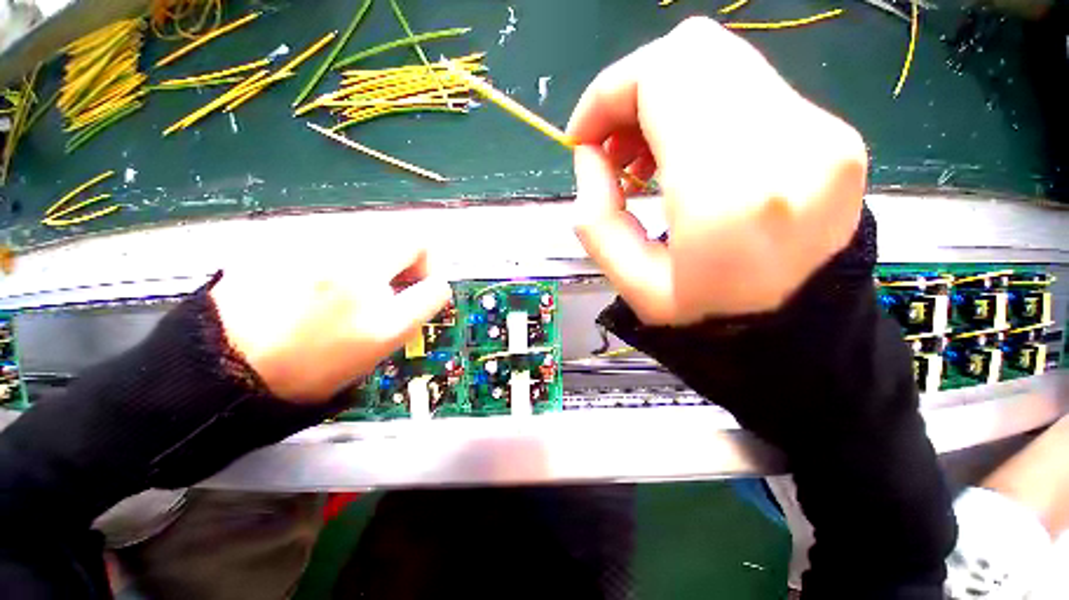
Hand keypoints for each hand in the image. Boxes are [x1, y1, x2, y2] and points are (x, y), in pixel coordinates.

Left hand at [210, 243, 451, 402]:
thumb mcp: (380, 345)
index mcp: (374, 302)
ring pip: (369, 233)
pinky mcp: (282, 239)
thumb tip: (429, 282)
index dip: (432, 275)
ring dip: (375, 257)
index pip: (429, 268)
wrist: (226, 368)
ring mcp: (310, 245)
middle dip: (409, 260)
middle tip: (390, 287)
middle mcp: (346, 263)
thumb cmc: (311, 367)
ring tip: (350, 288)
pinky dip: (340, 254)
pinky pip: (332, 237)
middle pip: (405, 236)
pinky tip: (318, 282)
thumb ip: (417, 307)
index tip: (419, 288)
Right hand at [568, 16, 867, 324]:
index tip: (583, 138)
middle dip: (633, 90)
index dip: (607, 93)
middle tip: (612, 147)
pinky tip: (684, 156)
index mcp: (730, 192)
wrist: (798, 340)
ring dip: (665, 98)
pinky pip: (747, 89)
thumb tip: (590, 156)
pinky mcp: (832, 135)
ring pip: (721, 62)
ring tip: (644, 156)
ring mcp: (823, 134)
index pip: (663, 75)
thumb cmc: (707, 322)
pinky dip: (699, 108)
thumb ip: (594, 215)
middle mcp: (790, 144)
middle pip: (693, 51)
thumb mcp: (630, 283)